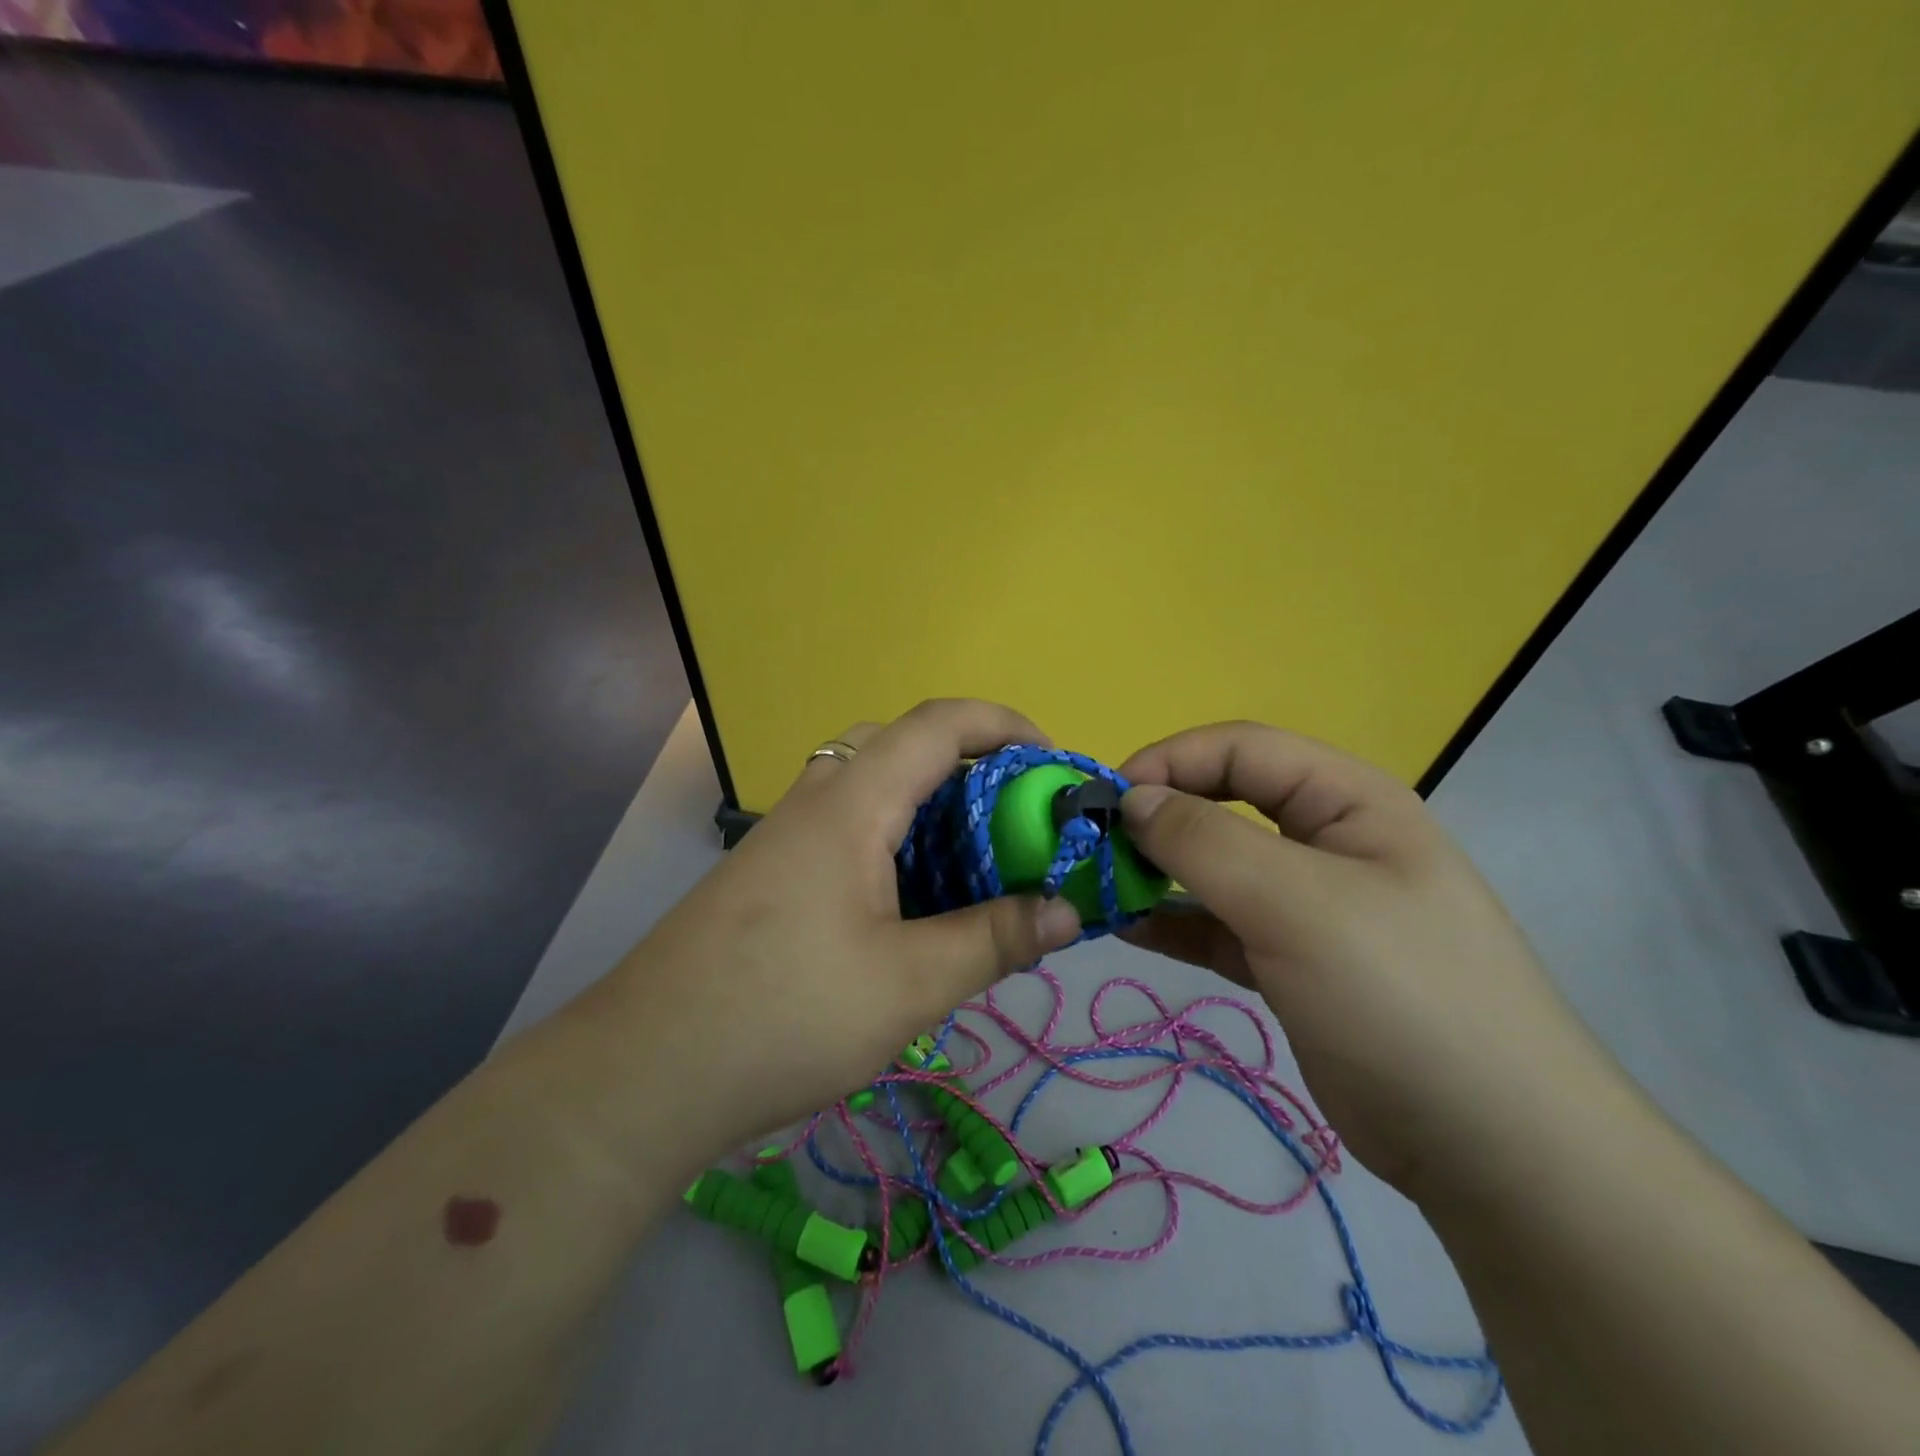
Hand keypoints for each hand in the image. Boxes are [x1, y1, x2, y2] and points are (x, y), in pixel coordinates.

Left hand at [602, 699, 1083, 1157]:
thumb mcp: (909, 984)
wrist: (646, 1071)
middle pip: (898, 743)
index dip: (1002, 723)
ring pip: (867, 784)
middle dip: (966, 761)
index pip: (937, 724)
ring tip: (970, 857)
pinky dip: (892, 836)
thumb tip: (1069, 911)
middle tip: (1010, 813)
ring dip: (926, 801)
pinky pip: (844, 826)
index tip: (1051, 758)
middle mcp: (815, 801)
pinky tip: (909, 899)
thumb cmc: (786, 1015)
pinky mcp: (770, 874)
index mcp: (852, 805)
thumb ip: (994, 939)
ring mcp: (785, 837)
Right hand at [1117, 722, 1612, 1199]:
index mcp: (1346, 800)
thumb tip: (1131, 801)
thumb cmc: (1401, 997)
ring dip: (1157, 872)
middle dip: (1158, 818)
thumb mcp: (1298, 904)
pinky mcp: (1290, 962)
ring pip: (1214, 867)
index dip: (1170, 761)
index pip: (1241, 748)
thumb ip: (1205, 842)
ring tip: (1100, 891)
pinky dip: (1173, 922)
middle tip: (1096, 850)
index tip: (1108, 802)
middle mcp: (1326, 841)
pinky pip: (1217, 924)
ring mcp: (1308, 905)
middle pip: (1223, 803)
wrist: (1496, 1150)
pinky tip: (1129, 930)